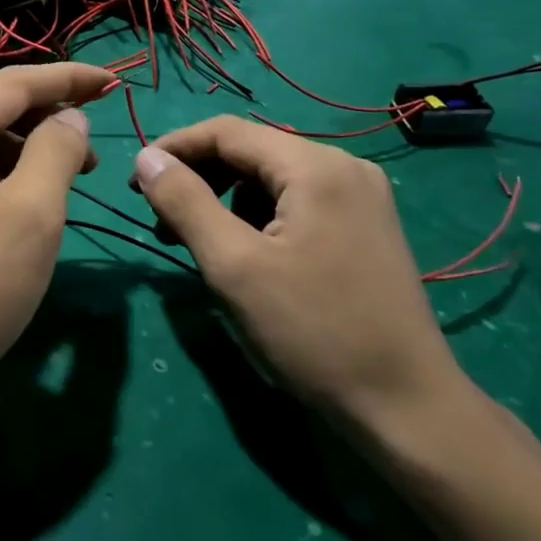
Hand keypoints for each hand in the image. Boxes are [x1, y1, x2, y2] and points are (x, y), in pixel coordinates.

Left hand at [0, 63, 115, 429]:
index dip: (68, 79)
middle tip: (97, 153)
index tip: (114, 83)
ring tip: (72, 180)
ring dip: (29, 152)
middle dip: (50, 121)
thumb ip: (56, 151)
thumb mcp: (31, 215)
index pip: (14, 84)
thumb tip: (70, 117)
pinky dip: (3, 178)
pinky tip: (29, 204)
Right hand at [133, 117, 470, 434]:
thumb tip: (145, 159)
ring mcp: (360, 198)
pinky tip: (243, 254)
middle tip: (158, 219)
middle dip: (198, 178)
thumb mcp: (234, 266)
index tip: (134, 184)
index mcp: (315, 166)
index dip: (173, 149)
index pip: (227, 132)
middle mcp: (343, 167)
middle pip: (251, 152)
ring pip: (272, 179)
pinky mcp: (364, 228)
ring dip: (225, 200)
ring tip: (196, 243)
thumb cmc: (313, 332)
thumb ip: (184, 202)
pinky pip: (296, 203)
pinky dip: (257, 218)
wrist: (406, 408)